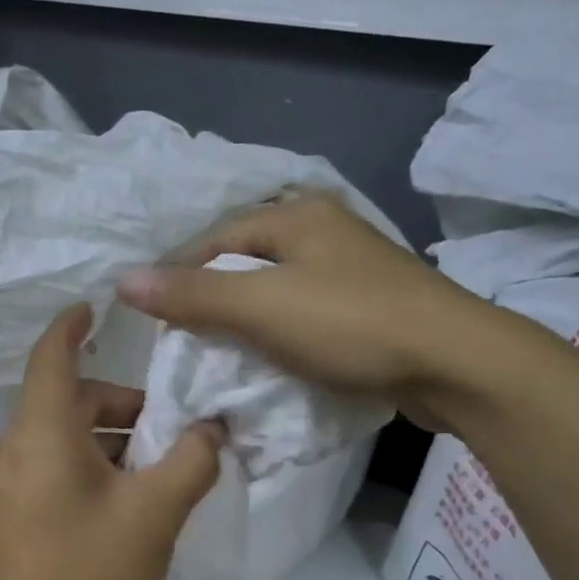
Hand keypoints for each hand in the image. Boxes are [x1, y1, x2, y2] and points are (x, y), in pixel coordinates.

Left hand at [0, 305, 224, 579]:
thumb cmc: (86, 571)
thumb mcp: (154, 513)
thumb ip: (191, 460)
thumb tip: (211, 429)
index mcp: (41, 430)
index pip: (52, 354)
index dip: (73, 324)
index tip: (96, 306)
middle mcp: (15, 447)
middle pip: (70, 400)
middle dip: (122, 405)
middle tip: (172, 431)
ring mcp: (7, 485)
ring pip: (63, 439)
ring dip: (110, 443)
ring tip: (159, 473)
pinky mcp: (9, 517)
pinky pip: (52, 469)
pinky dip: (90, 468)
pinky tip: (126, 505)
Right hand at [116, 193, 529, 427]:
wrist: (455, 364)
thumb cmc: (352, 325)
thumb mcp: (262, 307)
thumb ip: (193, 294)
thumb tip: (123, 281)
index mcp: (298, 216)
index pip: (215, 241)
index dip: (181, 280)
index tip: (160, 325)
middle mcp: (324, 231)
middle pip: (246, 266)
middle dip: (214, 305)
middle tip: (189, 347)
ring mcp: (351, 270)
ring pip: (277, 294)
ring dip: (249, 326)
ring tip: (224, 361)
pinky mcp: (370, 308)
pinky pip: (306, 317)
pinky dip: (283, 339)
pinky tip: (273, 364)